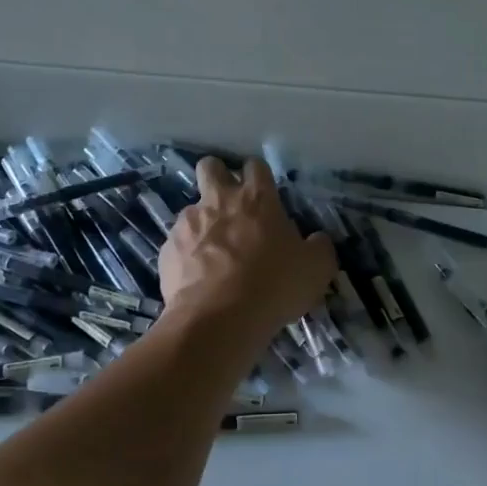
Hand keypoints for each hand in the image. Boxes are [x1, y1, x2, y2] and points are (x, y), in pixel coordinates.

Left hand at [159, 157, 336, 344]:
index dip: (258, 177)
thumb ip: (318, 247)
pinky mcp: (168, 249)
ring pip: (192, 209)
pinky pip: (178, 244)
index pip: (255, 166)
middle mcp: (218, 201)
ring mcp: (188, 223)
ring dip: (203, 224)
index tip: (264, 196)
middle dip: (218, 177)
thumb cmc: (274, 286)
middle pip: (210, 167)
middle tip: (230, 205)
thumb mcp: (316, 269)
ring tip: (214, 256)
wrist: (218, 319)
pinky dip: (188, 255)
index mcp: (257, 198)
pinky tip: (198, 279)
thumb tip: (316, 240)